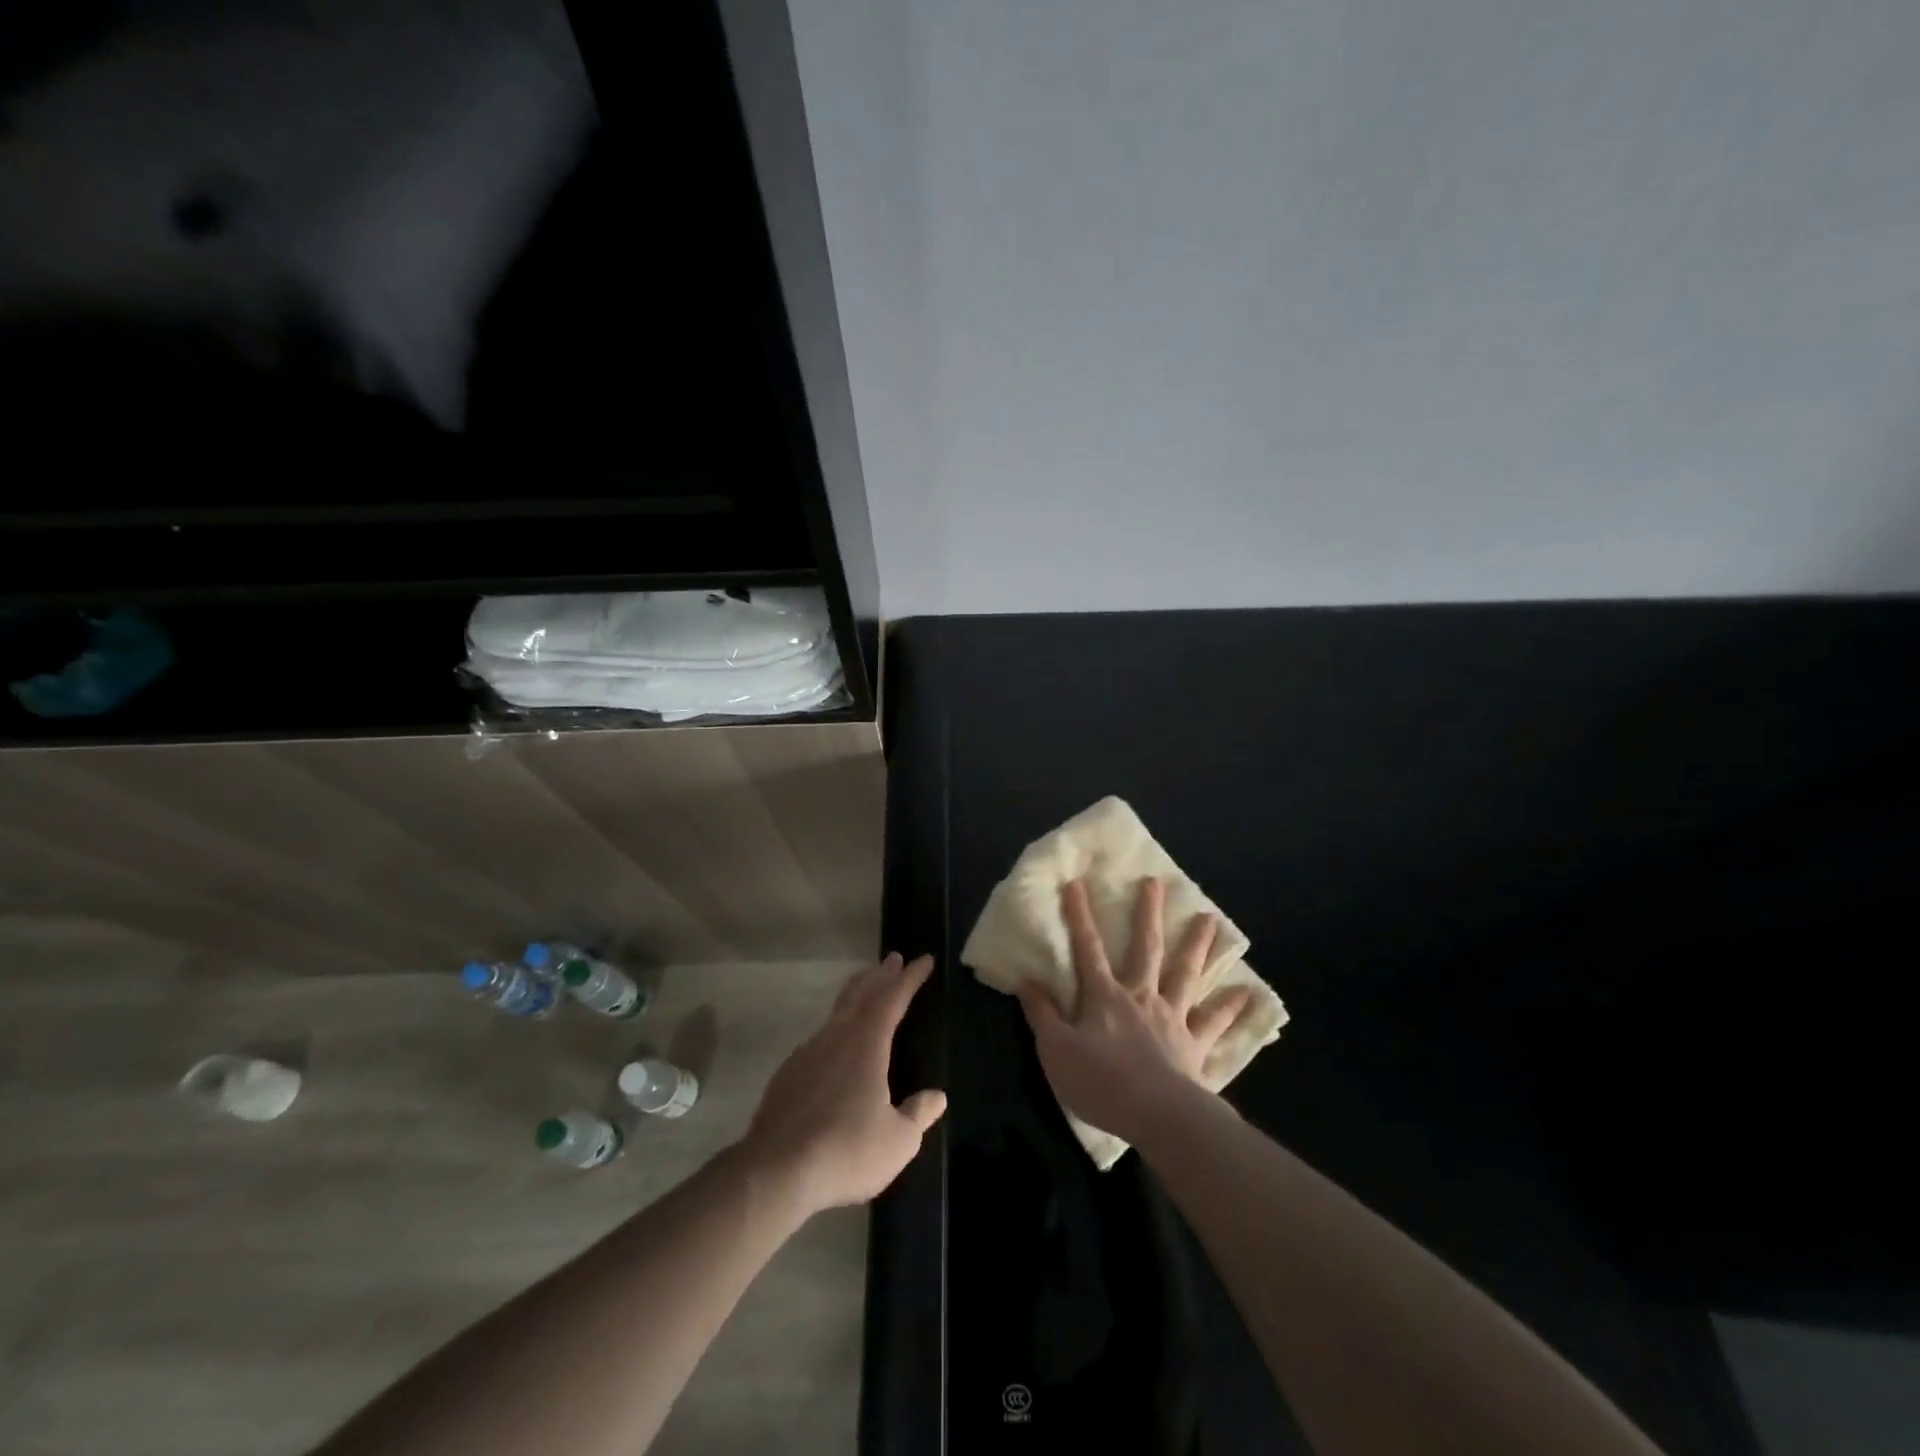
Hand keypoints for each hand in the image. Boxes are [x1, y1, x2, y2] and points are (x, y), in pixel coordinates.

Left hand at [741, 953, 945, 1218]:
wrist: (774, 1172)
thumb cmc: (846, 1150)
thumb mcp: (898, 1141)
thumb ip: (918, 1114)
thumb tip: (937, 1097)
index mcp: (866, 1044)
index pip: (893, 998)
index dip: (910, 978)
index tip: (924, 959)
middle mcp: (835, 1038)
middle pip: (860, 994)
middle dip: (879, 975)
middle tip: (892, 959)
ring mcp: (806, 1054)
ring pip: (837, 1014)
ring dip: (856, 998)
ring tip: (867, 995)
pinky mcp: (787, 1075)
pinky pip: (819, 1040)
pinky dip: (836, 1030)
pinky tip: (836, 1048)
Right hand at [1018, 878, 1253, 1144]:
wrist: (1156, 1116)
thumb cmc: (1100, 1082)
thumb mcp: (1055, 1049)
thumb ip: (1042, 1014)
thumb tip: (1026, 980)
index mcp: (1105, 996)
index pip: (1087, 949)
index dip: (1079, 916)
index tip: (1076, 883)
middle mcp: (1141, 996)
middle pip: (1145, 948)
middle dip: (1148, 913)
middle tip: (1156, 882)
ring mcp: (1172, 1018)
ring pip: (1186, 974)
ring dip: (1198, 946)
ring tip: (1211, 919)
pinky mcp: (1195, 1045)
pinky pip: (1216, 1023)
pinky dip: (1232, 1008)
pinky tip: (1250, 994)